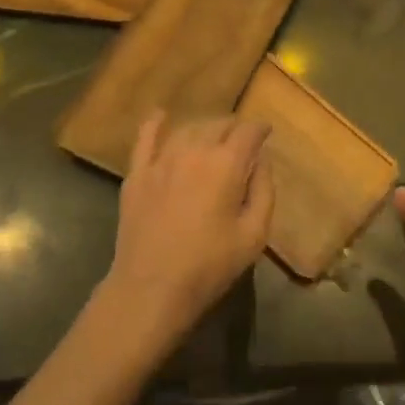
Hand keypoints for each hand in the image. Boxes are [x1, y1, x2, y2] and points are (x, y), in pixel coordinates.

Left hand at [103, 113, 273, 343]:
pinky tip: (160, 115)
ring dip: (204, 129)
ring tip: (212, 137)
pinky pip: (146, 139)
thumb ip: (264, 191)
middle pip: (218, 125)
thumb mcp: (254, 235)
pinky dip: (155, 124)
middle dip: (234, 128)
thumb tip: (261, 160)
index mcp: (226, 164)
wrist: (150, 289)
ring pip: (188, 129)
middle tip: (242, 141)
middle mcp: (194, 151)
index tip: (266, 132)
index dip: (260, 128)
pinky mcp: (137, 174)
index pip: (248, 132)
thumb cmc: (209, 266)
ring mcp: (162, 160)